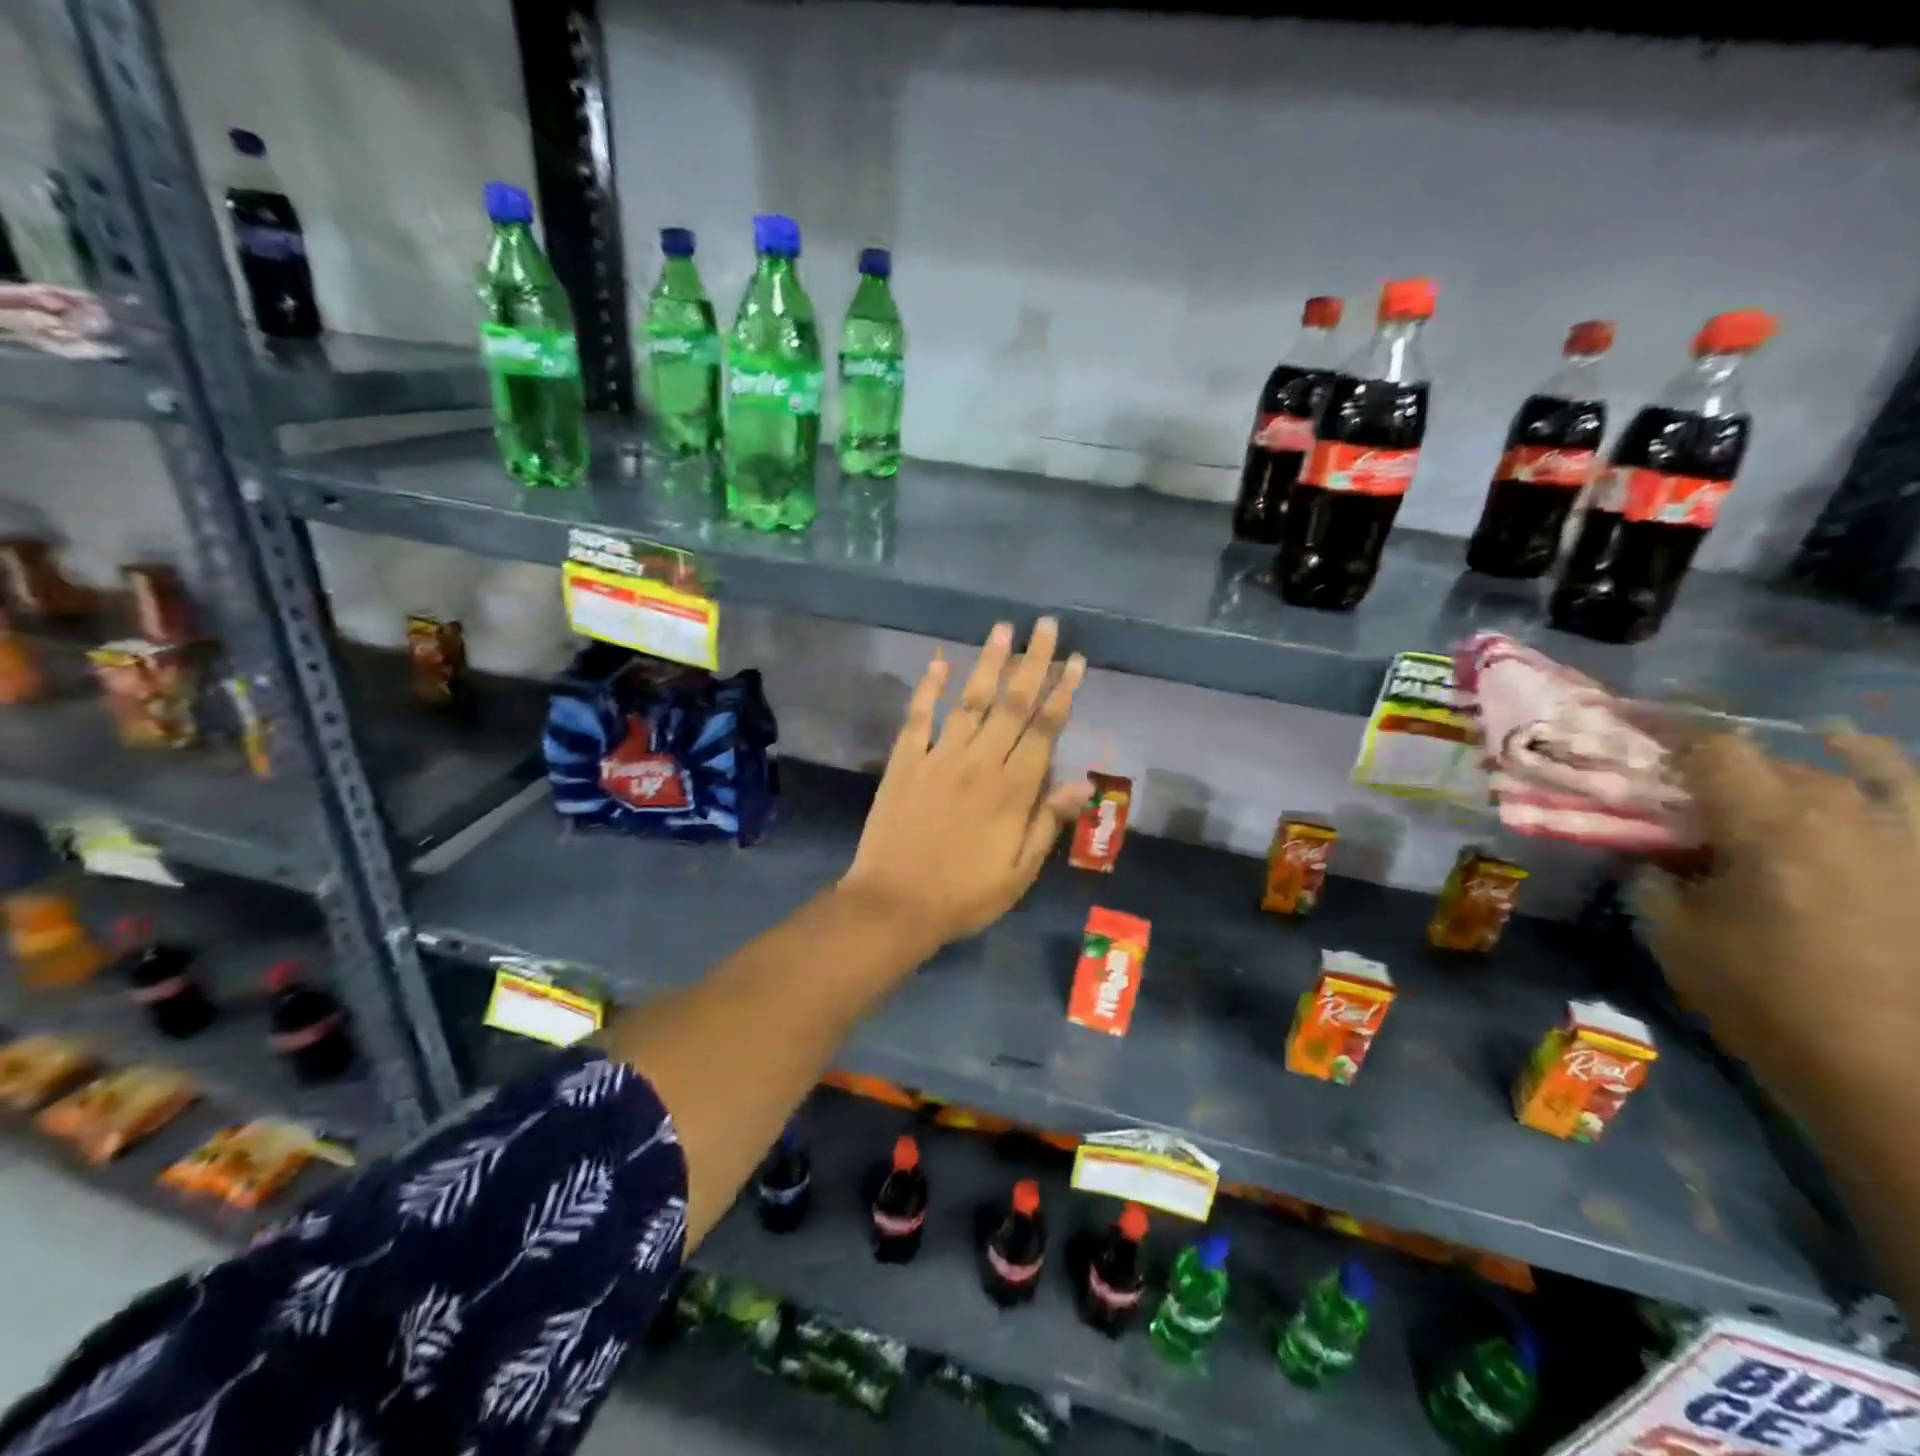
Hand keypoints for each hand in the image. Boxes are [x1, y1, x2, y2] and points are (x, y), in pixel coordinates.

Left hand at [839, 618, 1090, 950]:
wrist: (894, 905)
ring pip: (969, 701)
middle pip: (1012, 704)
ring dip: (988, 663)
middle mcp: (979, 763)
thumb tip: (1083, 782)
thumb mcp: (1018, 872)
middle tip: (1046, 625)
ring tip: (1002, 628)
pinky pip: (918, 718)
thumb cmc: (963, 896)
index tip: (1075, 660)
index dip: (1062, 693)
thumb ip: (1048, 822)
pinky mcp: (905, 762)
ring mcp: (939, 758)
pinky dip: (928, 689)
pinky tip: (939, 662)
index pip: (1045, 730)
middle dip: (1032, 662)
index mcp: (1012, 791)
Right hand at [1634, 730, 1919, 1127]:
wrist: (1894, 1071)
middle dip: (1716, 769)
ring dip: (1786, 766)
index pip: (1711, 750)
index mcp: (1766, 829)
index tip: (1627, 726)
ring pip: (1840, 771)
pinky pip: (1910, 792)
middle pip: (1769, 763)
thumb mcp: (1675, 936)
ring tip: (1753, 765)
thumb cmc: (1766, 999)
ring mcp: (1905, 836)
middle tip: (1677, 792)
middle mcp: (1841, 815)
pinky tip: (1849, 752)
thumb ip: (1653, 878)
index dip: (1666, 730)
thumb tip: (1646, 850)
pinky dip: (1875, 765)